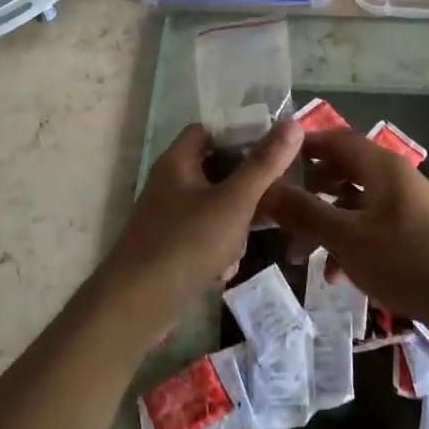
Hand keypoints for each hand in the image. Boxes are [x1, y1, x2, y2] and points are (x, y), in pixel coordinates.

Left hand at [96, 120, 302, 340]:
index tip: (271, 151)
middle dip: (244, 190)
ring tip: (240, 246)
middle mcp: (169, 184)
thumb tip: (293, 122)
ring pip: (214, 209)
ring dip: (234, 227)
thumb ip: (264, 164)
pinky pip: (204, 238)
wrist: (136, 306)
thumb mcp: (234, 201)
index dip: (239, 135)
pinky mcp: (169, 248)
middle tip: (268, 204)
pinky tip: (223, 272)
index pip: (209, 130)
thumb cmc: (186, 243)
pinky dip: (217, 251)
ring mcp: (167, 218)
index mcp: (178, 162)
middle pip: (216, 171)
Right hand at [264, 128, 428, 335]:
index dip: (301, 147)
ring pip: (353, 204)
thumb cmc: (405, 260)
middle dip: (307, 195)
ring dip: (325, 226)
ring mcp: (405, 204)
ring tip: (300, 259)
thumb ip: (304, 212)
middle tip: (280, 216)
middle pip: (341, 172)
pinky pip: (371, 226)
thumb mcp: (346, 238)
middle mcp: (393, 177)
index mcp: (380, 166)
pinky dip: (349, 243)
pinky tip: (336, 276)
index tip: (271, 165)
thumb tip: (264, 189)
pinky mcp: (413, 231)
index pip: (334, 139)